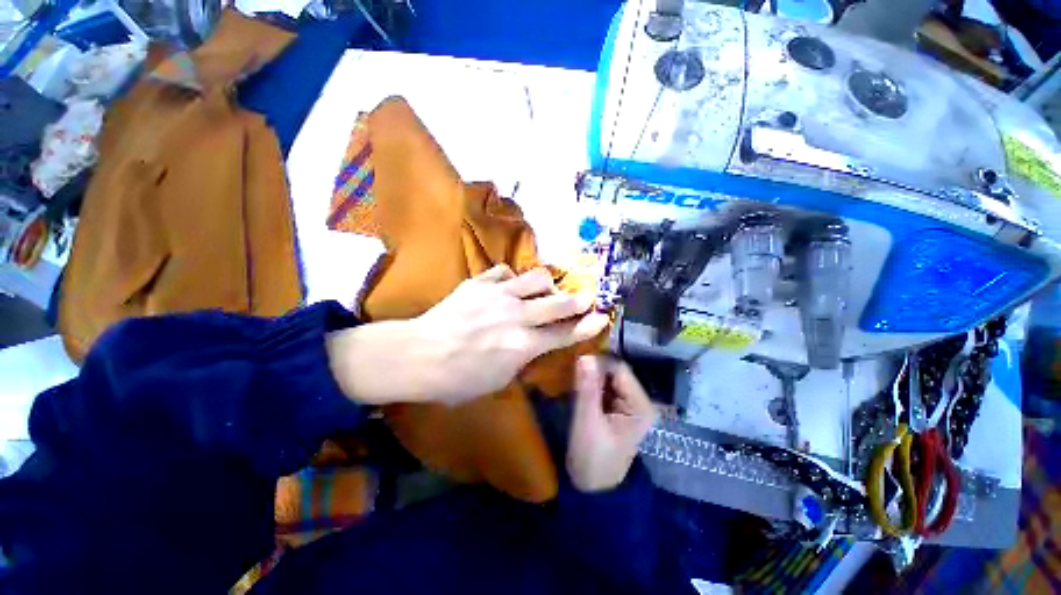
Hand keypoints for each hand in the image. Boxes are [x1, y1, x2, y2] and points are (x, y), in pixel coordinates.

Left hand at [327, 265, 609, 405]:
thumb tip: (534, 346)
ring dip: (546, 284)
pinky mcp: (478, 283)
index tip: (601, 317)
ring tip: (545, 289)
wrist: (416, 355)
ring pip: (534, 278)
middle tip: (587, 296)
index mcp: (520, 346)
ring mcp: (496, 295)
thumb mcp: (496, 381)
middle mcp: (514, 316)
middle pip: (556, 303)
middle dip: (576, 299)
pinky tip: (508, 286)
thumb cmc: (456, 380)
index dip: (585, 326)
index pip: (562, 334)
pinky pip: (504, 272)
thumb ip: (521, 360)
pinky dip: (511, 279)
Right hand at [567, 356, 655, 491]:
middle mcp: (639, 401)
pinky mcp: (617, 407)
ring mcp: (628, 404)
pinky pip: (604, 386)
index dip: (599, 363)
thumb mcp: (587, 422)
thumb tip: (585, 356)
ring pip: (608, 378)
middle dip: (594, 369)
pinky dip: (591, 383)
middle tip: (573, 372)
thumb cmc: (592, 458)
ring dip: (591, 376)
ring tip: (574, 378)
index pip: (620, 370)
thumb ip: (587, 388)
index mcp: (640, 406)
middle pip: (615, 372)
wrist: (592, 487)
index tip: (577, 363)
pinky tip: (579, 386)